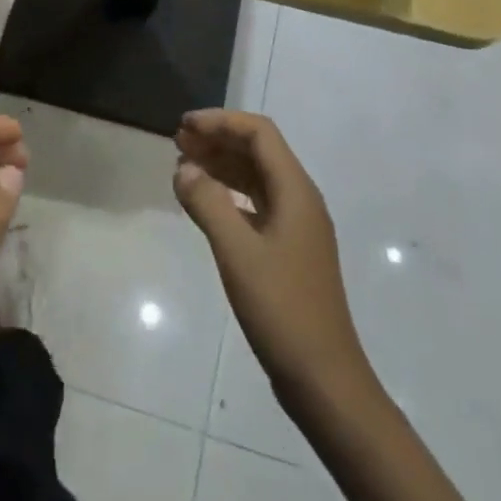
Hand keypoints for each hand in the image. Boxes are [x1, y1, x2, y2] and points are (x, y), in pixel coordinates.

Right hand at [173, 110, 374, 411]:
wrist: (323, 378)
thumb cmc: (282, 309)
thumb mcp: (238, 253)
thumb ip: (208, 204)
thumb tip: (184, 168)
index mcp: (296, 191)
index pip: (260, 134)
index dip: (221, 122)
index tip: (184, 126)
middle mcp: (300, 200)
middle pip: (258, 152)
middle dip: (218, 140)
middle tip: (177, 141)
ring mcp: (296, 227)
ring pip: (256, 178)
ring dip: (222, 165)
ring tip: (183, 165)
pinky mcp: (288, 250)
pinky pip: (256, 205)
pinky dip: (228, 195)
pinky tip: (205, 203)